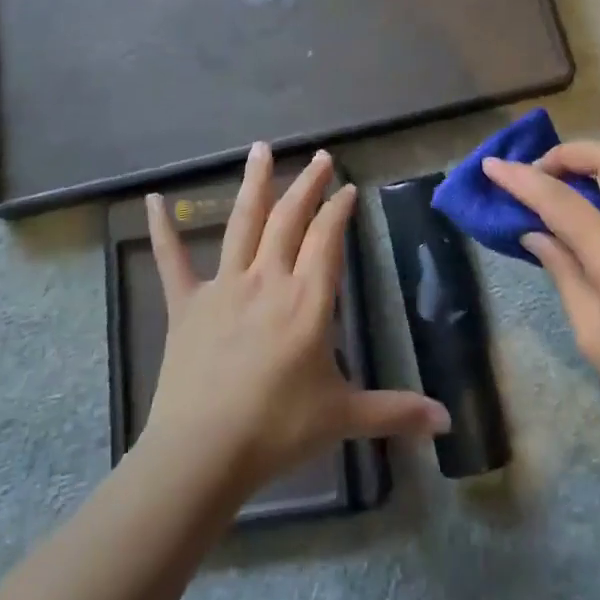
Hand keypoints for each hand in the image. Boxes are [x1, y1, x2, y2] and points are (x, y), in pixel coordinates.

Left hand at [143, 144, 449, 491]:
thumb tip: (447, 422)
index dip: (338, 209)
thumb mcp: (343, 417)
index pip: (327, 239)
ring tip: (261, 149)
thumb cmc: (278, 429)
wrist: (204, 451)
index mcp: (307, 300)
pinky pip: (172, 260)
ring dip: (254, 184)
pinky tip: (153, 201)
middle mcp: (268, 279)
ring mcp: (224, 286)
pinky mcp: (186, 304)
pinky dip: (163, 229)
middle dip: (307, 185)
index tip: (347, 188)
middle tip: (320, 157)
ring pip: (243, 223)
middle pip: (290, 219)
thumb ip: (396, 412)